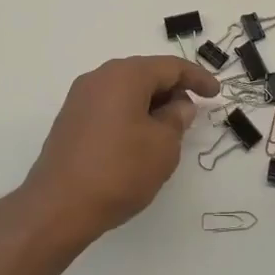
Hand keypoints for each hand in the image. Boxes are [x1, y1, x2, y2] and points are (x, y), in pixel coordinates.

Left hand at [18, 56, 219, 249]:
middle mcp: (100, 77)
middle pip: (145, 74)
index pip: (170, 67)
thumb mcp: (163, 146)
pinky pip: (110, 106)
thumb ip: (177, 119)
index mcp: (125, 75)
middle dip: (172, 90)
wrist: (57, 207)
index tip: (216, 93)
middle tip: (192, 113)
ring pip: (126, 90)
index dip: (197, 78)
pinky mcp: (70, 120)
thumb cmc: (119, 171)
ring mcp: (80, 98)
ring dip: (151, 104)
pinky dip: (130, 114)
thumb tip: (178, 105)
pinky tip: (139, 140)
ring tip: (168, 130)